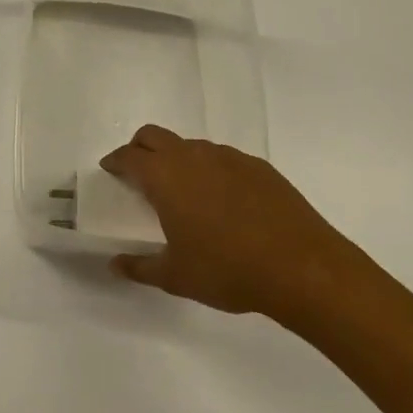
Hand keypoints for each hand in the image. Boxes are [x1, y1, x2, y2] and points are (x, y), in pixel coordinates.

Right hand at [100, 125, 368, 319]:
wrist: (302, 267)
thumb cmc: (228, 270)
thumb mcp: (176, 276)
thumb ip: (140, 267)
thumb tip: (115, 264)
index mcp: (166, 177)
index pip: (129, 156)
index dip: (115, 161)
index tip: (110, 170)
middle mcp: (193, 156)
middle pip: (154, 136)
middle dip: (139, 148)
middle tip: (138, 173)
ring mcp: (228, 157)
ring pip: (190, 145)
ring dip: (177, 159)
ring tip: (182, 191)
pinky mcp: (258, 166)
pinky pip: (222, 158)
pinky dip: (210, 170)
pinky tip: (223, 201)